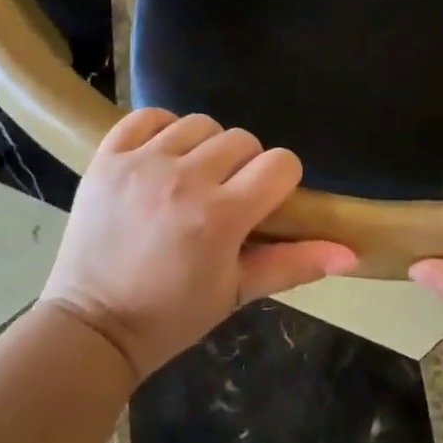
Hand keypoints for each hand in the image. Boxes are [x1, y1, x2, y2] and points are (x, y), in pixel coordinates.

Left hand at [41, 109, 356, 381]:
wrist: (90, 326)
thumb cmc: (171, 316)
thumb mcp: (236, 292)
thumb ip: (294, 264)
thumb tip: (352, 253)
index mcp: (221, 216)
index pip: (280, 163)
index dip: (280, 181)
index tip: (264, 202)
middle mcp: (184, 179)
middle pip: (242, 139)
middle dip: (244, 166)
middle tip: (225, 197)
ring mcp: (142, 163)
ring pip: (199, 123)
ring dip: (205, 148)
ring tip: (191, 178)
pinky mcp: (108, 157)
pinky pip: (147, 117)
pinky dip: (160, 130)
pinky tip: (160, 158)